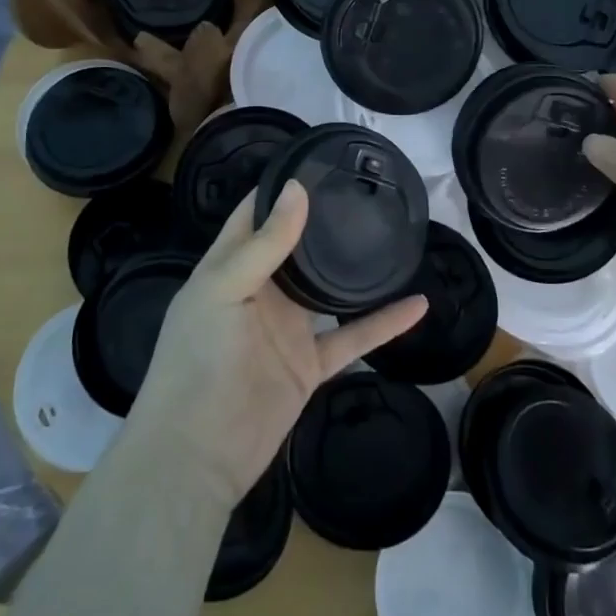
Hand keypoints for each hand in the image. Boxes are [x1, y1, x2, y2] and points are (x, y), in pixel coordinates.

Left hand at [126, 181, 429, 508]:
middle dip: (322, 220)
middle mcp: (259, 291)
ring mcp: (287, 329)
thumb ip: (264, 244)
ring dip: (354, 270)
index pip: (253, 215)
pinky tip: (417, 303)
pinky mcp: (309, 365)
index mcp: (229, 267)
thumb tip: (297, 189)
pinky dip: (385, 323)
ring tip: (390, 234)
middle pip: (295, 247)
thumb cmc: (198, 360)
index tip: (317, 160)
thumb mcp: (223, 290)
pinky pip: (353, 337)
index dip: (279, 187)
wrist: (197, 455)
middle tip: (363, 189)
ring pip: (328, 290)